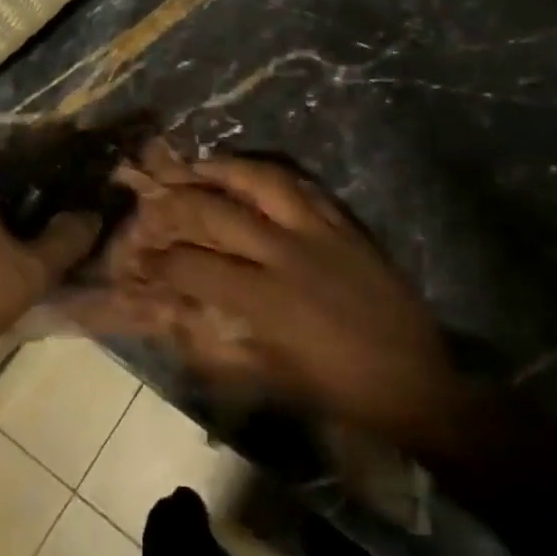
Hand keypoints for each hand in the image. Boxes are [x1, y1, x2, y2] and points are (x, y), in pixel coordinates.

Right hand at [79, 155, 468, 443]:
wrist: (418, 382)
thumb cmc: (340, 390)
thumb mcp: (273, 380)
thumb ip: (218, 350)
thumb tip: (174, 324)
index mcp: (266, 299)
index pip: (194, 267)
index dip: (158, 262)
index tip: (138, 259)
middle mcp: (286, 254)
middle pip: (217, 212)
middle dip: (177, 204)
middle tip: (154, 199)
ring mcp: (319, 232)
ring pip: (262, 182)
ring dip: (224, 170)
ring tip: (198, 165)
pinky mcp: (346, 225)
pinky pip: (304, 187)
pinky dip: (273, 176)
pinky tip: (255, 174)